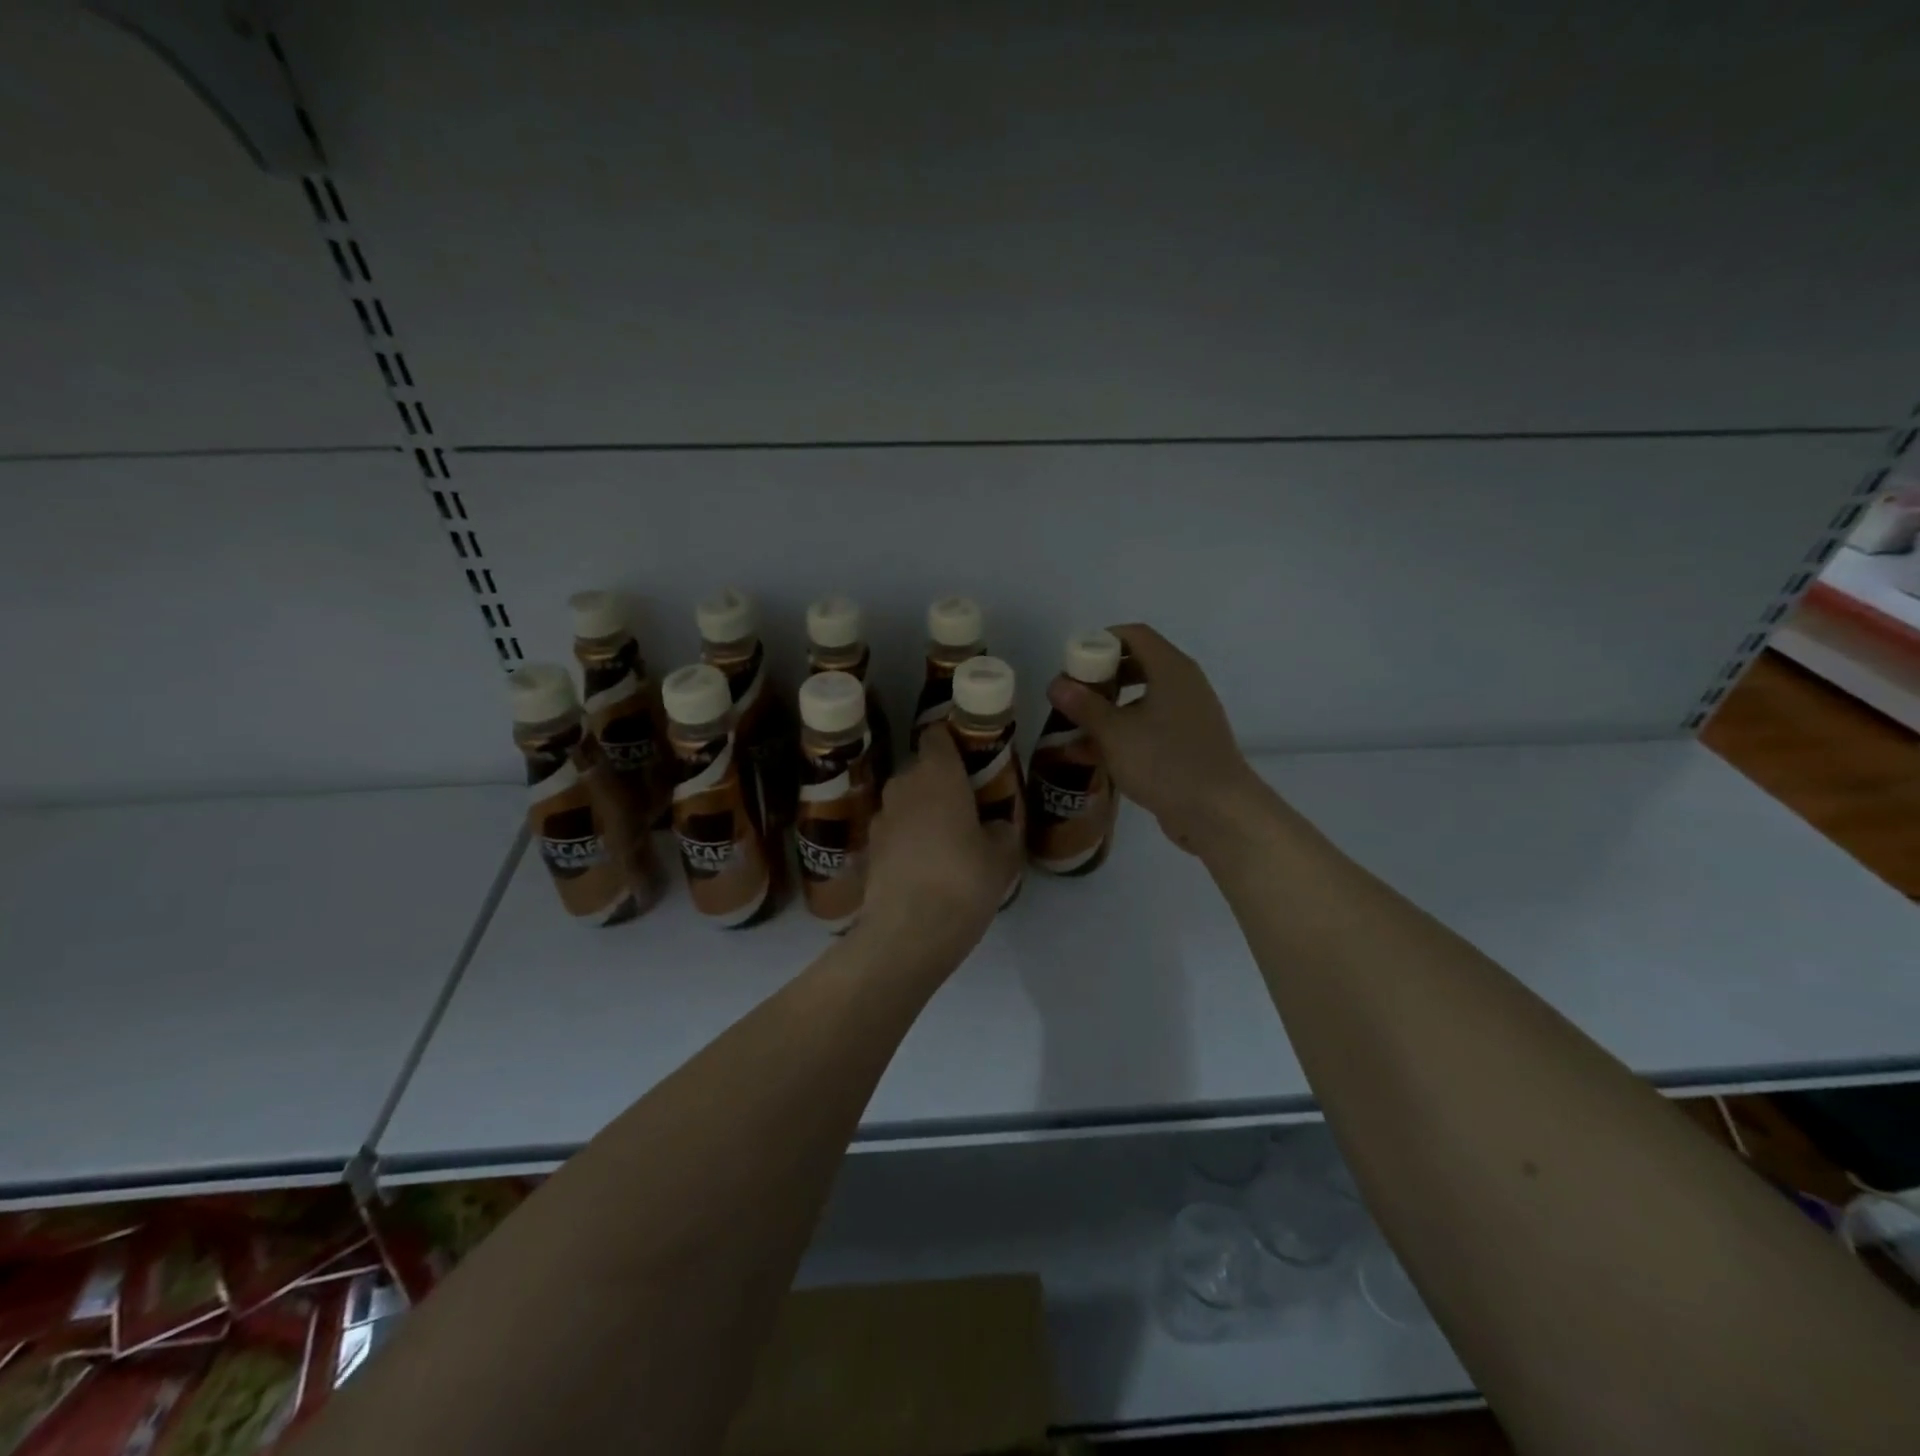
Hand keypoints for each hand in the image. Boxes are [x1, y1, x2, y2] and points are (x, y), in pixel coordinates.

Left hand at [859, 726, 1021, 948]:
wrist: (908, 932)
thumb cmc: (963, 880)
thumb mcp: (1002, 856)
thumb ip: (1002, 830)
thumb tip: (994, 825)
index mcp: (937, 773)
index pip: (937, 735)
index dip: (953, 742)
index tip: (972, 760)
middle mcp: (903, 785)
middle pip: (921, 770)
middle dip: (941, 782)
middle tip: (967, 806)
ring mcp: (880, 818)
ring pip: (905, 802)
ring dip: (922, 812)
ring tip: (946, 840)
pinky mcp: (868, 849)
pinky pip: (894, 832)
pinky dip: (907, 841)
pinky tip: (924, 867)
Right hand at [1045, 623, 1272, 856]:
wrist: (1218, 812)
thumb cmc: (1165, 762)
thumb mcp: (1115, 733)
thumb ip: (1084, 706)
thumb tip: (1056, 683)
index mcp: (1171, 669)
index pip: (1134, 635)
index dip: (1100, 641)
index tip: (1072, 663)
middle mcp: (1183, 684)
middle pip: (1137, 664)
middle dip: (1100, 678)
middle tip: (1072, 695)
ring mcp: (1188, 715)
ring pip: (1141, 699)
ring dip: (1108, 709)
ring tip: (1074, 728)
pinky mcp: (1187, 744)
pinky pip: (1150, 726)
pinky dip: (1123, 732)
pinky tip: (1093, 755)